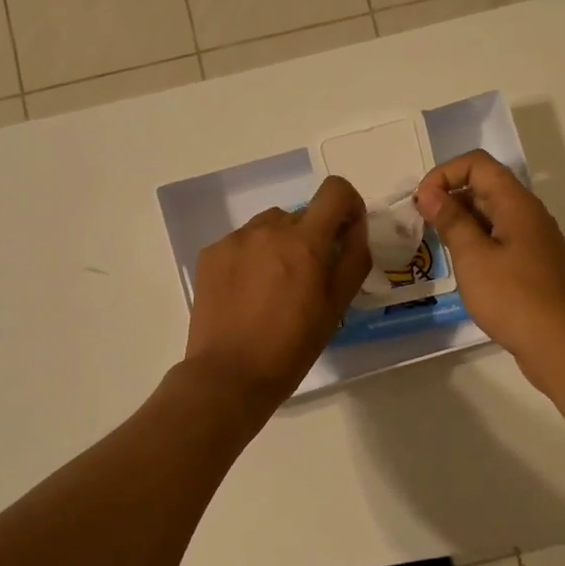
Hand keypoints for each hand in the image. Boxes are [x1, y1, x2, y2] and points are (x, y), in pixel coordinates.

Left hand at [184, 175, 371, 410]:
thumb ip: (352, 259)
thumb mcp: (336, 307)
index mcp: (304, 241)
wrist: (229, 374)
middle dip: (312, 238)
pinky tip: (247, 294)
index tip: (345, 235)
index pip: (335, 191)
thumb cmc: (291, 346)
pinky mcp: (210, 254)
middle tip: (307, 280)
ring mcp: (235, 239)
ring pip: (269, 227)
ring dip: (280, 245)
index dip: (347, 206)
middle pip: (302, 215)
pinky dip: (251, 258)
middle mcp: (268, 229)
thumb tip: (354, 230)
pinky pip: (241, 243)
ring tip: (274, 288)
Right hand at [415, 150, 564, 391]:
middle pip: (486, 187)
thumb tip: (430, 193)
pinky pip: (500, 239)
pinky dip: (476, 243)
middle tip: (422, 225)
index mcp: (517, 204)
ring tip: (437, 246)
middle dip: (450, 197)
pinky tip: (463, 268)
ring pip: (492, 215)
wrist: (560, 345)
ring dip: (461, 222)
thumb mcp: (473, 257)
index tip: (422, 203)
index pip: (478, 164)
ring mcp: (534, 241)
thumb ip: (451, 221)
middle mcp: (529, 215)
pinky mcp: (534, 265)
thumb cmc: (513, 298)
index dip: (445, 174)